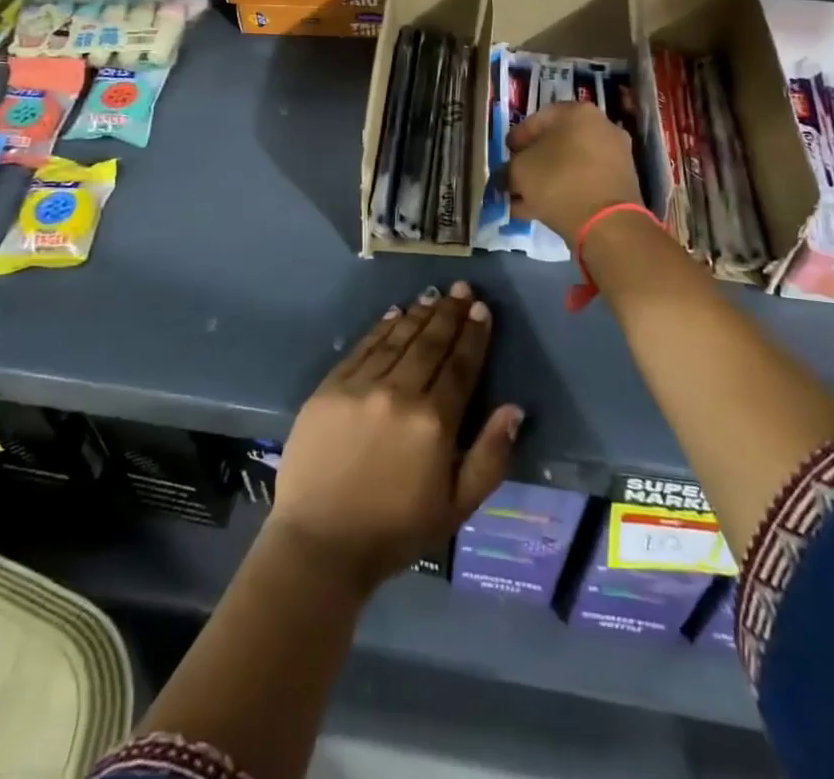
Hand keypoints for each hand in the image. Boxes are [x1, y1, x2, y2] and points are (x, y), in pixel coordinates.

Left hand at [265, 283, 522, 593]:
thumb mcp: (457, 507)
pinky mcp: (330, 387)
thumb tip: (514, 409)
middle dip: (450, 314)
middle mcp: (398, 394)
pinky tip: (394, 313)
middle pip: (430, 344)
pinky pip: (363, 348)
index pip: (460, 366)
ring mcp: (360, 387)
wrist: (320, 544)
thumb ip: (490, 457)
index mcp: (434, 423)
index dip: (473, 335)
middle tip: (463, 289)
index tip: (482, 310)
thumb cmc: (395, 530)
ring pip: (397, 339)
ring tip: (434, 295)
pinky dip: (381, 328)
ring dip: (419, 314)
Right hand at [506, 100, 644, 245]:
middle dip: (533, 162)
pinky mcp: (621, 183)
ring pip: (570, 165)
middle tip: (515, 177)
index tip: (506, 154)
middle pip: (556, 143)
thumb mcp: (519, 171)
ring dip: (546, 180)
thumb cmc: (558, 181)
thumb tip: (508, 173)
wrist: (607, 223)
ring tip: (523, 200)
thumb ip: (509, 167)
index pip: (538, 119)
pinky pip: (584, 182)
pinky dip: (564, 192)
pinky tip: (541, 210)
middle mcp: (602, 127)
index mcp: (578, 112)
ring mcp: (615, 156)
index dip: (517, 138)